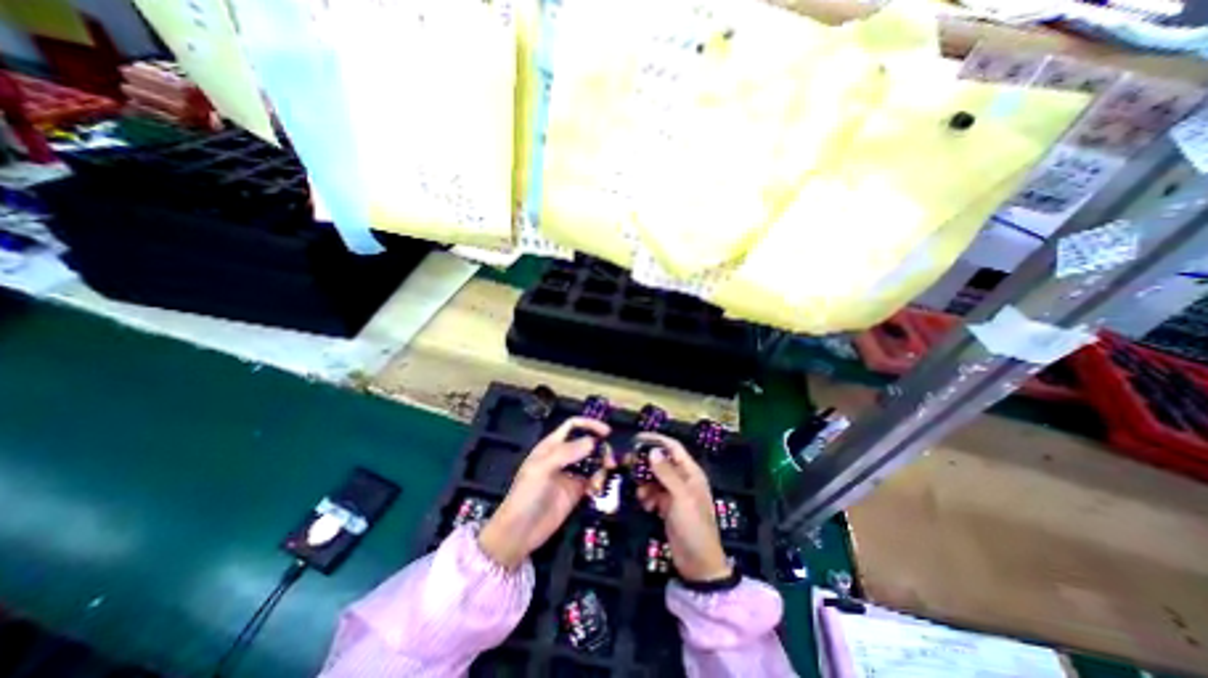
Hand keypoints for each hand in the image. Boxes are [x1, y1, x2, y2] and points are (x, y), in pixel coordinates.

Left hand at [480, 417, 613, 569]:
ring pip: (593, 461)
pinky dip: (599, 482)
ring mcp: (571, 474)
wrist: (520, 532)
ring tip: (601, 481)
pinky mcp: (576, 491)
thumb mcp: (542, 469)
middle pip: (587, 443)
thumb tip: (593, 441)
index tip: (607, 432)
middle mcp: (563, 456)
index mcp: (552, 445)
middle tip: (610, 462)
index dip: (589, 424)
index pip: (573, 425)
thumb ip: (567, 452)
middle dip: (601, 449)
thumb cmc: (526, 495)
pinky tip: (595, 491)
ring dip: (602, 467)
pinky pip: (593, 480)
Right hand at [637, 433, 731, 582]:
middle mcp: (683, 479)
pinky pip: (654, 493)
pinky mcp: (668, 507)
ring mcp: (675, 493)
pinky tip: (647, 506)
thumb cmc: (693, 526)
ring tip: (641, 494)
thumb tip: (652, 450)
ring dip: (645, 483)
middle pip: (662, 462)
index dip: (656, 440)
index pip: (673, 447)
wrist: (698, 564)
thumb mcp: (680, 497)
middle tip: (629, 464)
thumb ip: (666, 473)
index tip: (636, 438)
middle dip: (646, 463)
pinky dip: (648, 496)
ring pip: (655, 478)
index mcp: (691, 472)